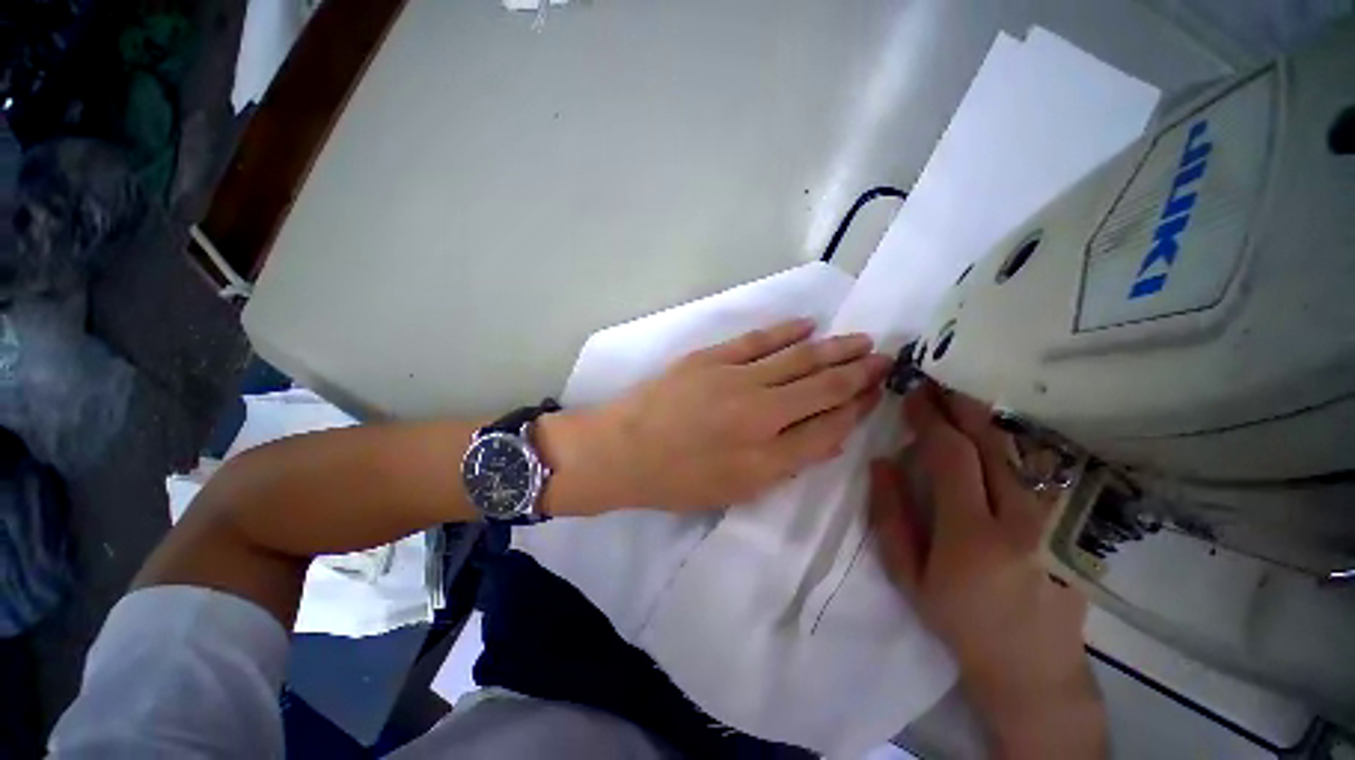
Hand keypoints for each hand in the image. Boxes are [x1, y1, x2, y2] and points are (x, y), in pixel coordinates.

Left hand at [542, 319, 890, 514]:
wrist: (621, 451)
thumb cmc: (676, 480)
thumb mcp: (736, 489)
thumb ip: (785, 464)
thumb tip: (826, 435)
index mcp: (768, 458)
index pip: (829, 428)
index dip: (856, 410)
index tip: (874, 395)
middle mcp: (760, 415)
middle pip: (823, 389)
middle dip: (858, 374)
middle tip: (884, 359)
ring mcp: (736, 380)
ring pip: (798, 360)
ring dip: (834, 350)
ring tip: (862, 341)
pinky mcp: (712, 358)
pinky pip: (759, 340)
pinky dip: (787, 332)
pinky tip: (809, 325)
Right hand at [869, 383, 1105, 759]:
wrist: (1033, 666)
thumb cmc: (959, 621)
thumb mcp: (908, 576)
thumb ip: (891, 516)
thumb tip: (882, 462)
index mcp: (974, 534)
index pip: (951, 456)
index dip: (930, 419)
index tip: (912, 396)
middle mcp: (1023, 518)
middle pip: (992, 442)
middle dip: (960, 404)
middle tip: (936, 380)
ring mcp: (1056, 518)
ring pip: (1021, 448)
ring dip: (987, 414)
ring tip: (961, 392)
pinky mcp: (1070, 522)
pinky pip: (1039, 465)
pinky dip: (1012, 436)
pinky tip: (995, 424)